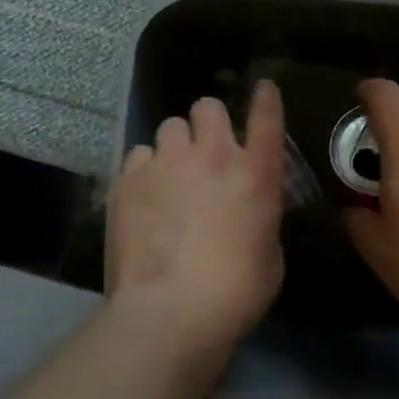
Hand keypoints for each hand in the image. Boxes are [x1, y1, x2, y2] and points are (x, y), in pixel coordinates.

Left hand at [106, 81, 285, 376]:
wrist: (171, 310)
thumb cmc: (235, 292)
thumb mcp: (269, 254)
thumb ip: (260, 218)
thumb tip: (247, 212)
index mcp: (256, 173)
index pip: (267, 117)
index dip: (266, 98)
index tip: (263, 88)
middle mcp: (213, 155)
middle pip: (207, 107)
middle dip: (207, 122)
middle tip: (204, 150)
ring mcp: (167, 163)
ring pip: (169, 126)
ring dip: (174, 146)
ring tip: (169, 175)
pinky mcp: (129, 179)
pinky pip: (138, 155)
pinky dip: (144, 170)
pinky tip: (143, 196)